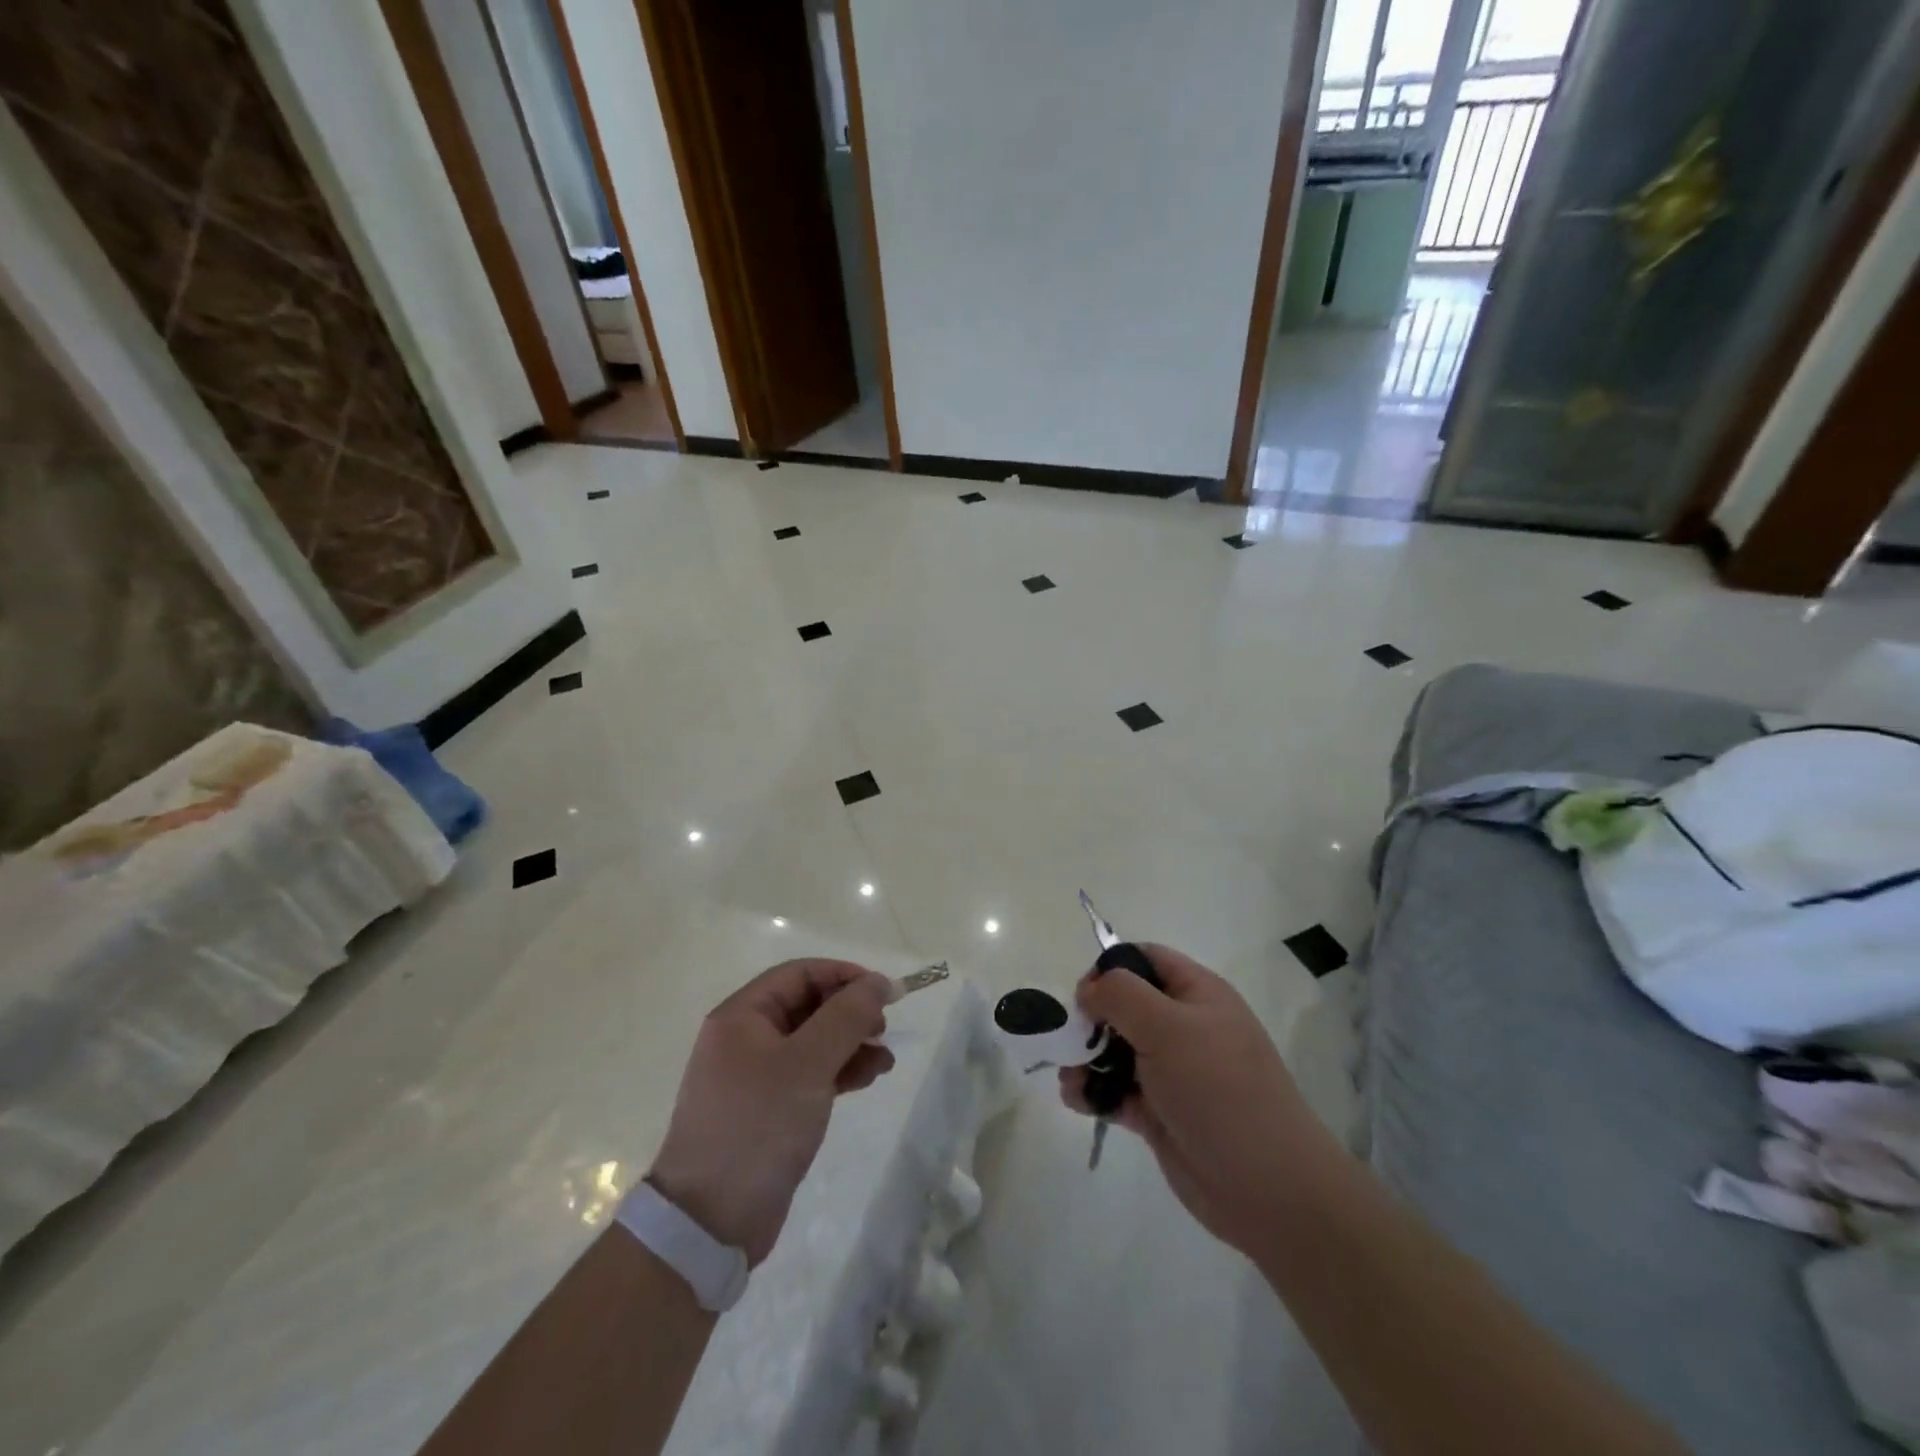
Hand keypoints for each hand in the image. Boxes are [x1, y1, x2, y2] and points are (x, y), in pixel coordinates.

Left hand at [648, 960, 894, 1264]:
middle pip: (809, 1005)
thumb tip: (879, 983)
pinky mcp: (769, 1108)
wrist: (710, 1223)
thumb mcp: (807, 1064)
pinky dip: (840, 1071)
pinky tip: (868, 1079)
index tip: (886, 993)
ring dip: (851, 1043)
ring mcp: (756, 1075)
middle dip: (851, 1012)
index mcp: (742, 1015)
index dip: (846, 976)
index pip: (801, 973)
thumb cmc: (758, 1127)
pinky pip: (811, 1073)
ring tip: (884, 1061)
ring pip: (814, 1041)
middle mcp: (746, 1037)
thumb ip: (845, 1017)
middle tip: (884, 1029)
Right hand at [1060, 944, 1333, 1257]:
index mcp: (1197, 993)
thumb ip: (1120, 995)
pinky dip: (1095, 1092)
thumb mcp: (1167, 1027)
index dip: (1111, 967)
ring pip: (1116, 1050)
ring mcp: (1172, 1072)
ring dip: (1087, 1059)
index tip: (1084, 994)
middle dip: (1091, 1019)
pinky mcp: (1160, 1113)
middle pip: (1124, 1005)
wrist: (1267, 1187)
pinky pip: (1117, 1091)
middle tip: (1071, 1039)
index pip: (1146, 959)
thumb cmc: (1218, 1089)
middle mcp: (1184, 1027)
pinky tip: (1079, 1101)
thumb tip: (1088, 989)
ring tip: (1072, 1078)